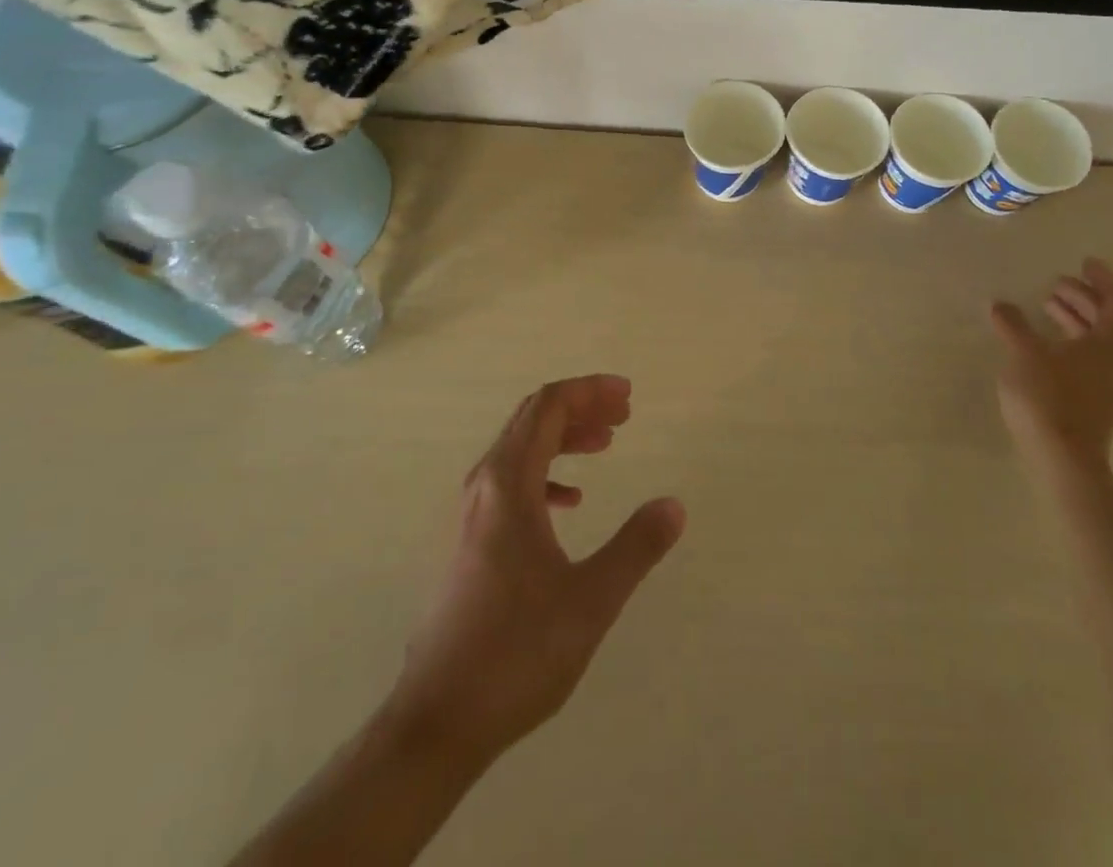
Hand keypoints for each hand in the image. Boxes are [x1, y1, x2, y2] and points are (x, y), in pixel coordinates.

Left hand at [383, 375, 685, 768]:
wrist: (438, 721)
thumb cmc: (516, 653)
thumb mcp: (590, 600)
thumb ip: (635, 547)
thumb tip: (674, 505)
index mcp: (508, 485)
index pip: (548, 408)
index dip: (589, 391)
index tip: (628, 396)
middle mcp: (484, 486)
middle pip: (532, 419)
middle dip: (580, 407)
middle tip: (624, 414)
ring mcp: (472, 514)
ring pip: (520, 449)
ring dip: (564, 438)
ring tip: (605, 444)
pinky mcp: (471, 542)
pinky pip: (511, 482)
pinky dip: (546, 473)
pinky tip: (570, 501)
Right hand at [991, 259, 1112, 480]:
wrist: (1063, 460)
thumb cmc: (1048, 398)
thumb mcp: (1024, 354)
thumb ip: (1013, 325)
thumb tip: (1001, 305)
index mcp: (1110, 343)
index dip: (1102, 278)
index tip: (1083, 262)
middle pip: (1108, 319)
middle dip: (1083, 297)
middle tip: (1056, 284)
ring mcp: (1107, 384)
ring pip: (1097, 340)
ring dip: (1074, 319)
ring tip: (1045, 308)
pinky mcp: (1093, 401)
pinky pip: (1087, 358)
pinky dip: (1069, 341)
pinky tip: (1042, 344)